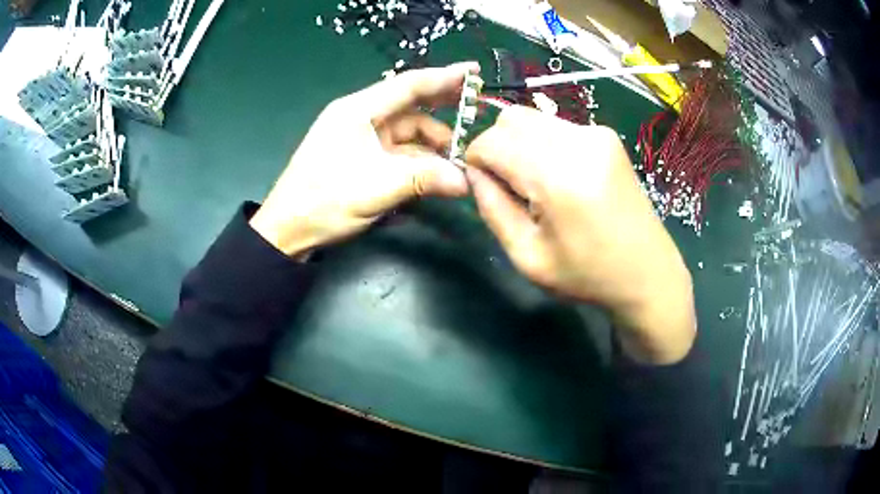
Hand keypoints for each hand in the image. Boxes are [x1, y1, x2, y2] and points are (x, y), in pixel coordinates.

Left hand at [250, 63, 477, 257]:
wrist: (288, 230)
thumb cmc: (324, 201)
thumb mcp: (377, 187)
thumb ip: (425, 178)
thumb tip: (465, 181)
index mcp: (358, 110)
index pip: (408, 85)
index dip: (444, 77)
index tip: (475, 72)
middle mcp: (361, 117)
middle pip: (410, 105)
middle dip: (443, 107)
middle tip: (477, 108)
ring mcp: (361, 138)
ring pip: (407, 132)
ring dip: (433, 144)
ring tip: (460, 161)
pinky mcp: (363, 157)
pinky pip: (399, 152)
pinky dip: (419, 160)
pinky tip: (438, 172)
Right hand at [464, 106, 695, 363]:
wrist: (648, 274)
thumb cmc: (587, 276)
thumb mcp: (527, 256)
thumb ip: (492, 208)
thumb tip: (474, 172)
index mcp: (557, 177)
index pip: (491, 141)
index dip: (475, 160)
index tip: (482, 185)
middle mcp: (578, 142)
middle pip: (510, 119)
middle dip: (496, 147)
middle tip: (508, 185)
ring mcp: (596, 134)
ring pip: (532, 118)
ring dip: (520, 145)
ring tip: (537, 184)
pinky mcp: (607, 136)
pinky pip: (557, 126)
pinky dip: (544, 144)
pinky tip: (560, 177)